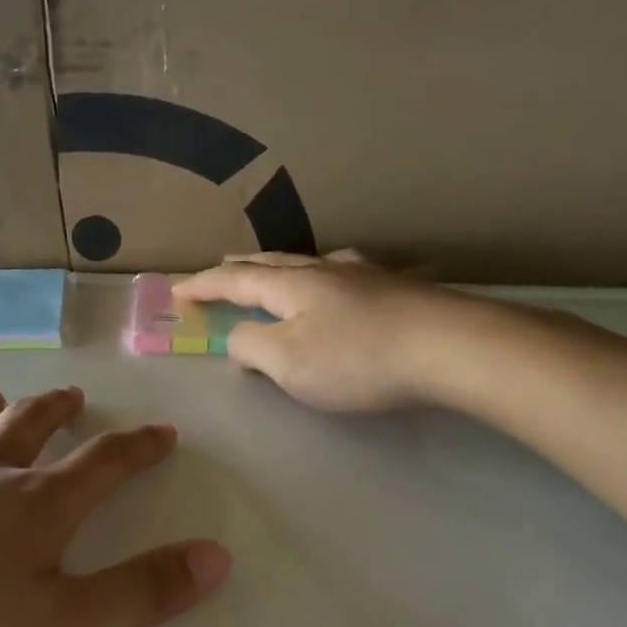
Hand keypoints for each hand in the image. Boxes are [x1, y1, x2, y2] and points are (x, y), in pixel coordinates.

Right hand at [175, 252, 498, 412]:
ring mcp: (364, 276)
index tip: (176, 291)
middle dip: (240, 268)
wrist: (450, 347)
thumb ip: (252, 348)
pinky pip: (342, 275)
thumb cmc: (356, 359)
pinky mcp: (396, 290)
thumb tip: (239, 338)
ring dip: (280, 267)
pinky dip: (320, 277)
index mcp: (291, 286)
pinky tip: (336, 281)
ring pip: (309, 264)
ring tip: (271, 270)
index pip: (234, 282)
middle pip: (272, 264)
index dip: (203, 286)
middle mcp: (324, 271)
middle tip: (219, 265)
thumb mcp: (288, 362)